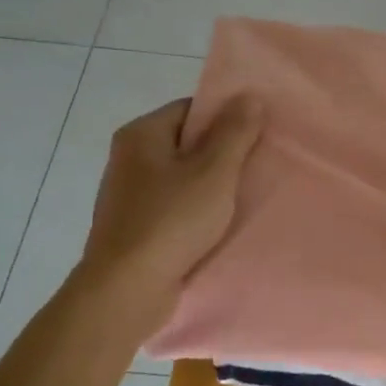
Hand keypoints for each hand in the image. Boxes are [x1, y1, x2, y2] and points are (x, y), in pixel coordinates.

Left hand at [75, 97, 263, 329]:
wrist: (127, 290)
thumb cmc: (172, 221)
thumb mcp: (214, 172)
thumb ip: (235, 132)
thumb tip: (249, 95)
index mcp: (141, 135)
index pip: (191, 110)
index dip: (226, 119)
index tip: (256, 137)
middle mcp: (129, 158)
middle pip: (186, 143)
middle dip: (222, 155)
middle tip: (257, 166)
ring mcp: (129, 195)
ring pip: (182, 178)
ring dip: (211, 187)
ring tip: (244, 197)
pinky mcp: (134, 228)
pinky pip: (174, 207)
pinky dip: (196, 212)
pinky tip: (218, 226)